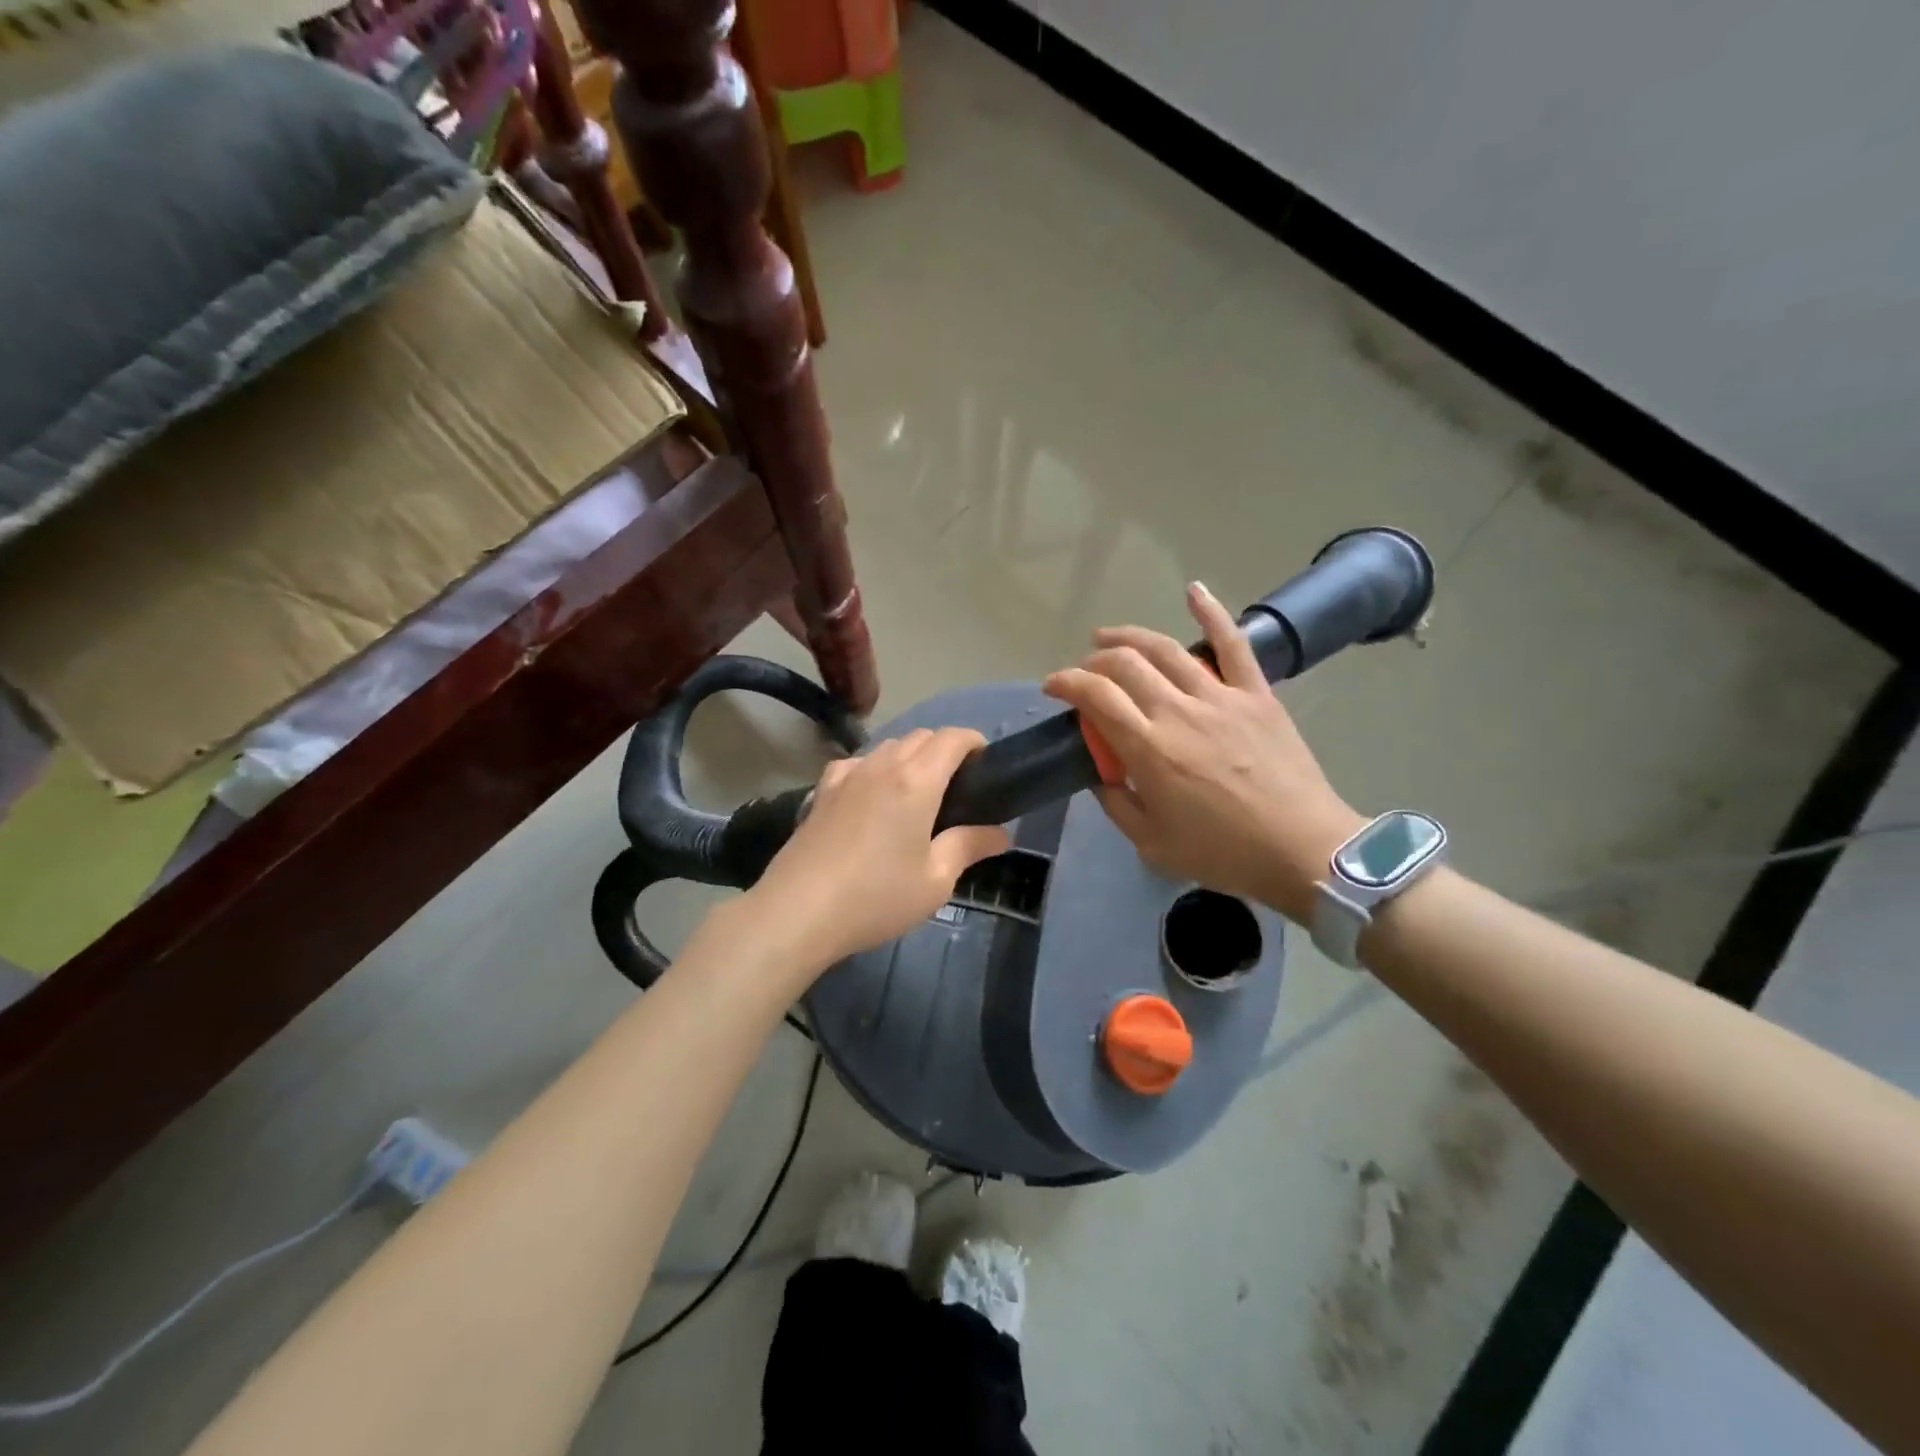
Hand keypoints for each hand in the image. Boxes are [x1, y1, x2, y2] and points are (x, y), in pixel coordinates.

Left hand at [744, 727, 1012, 974]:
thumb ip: (969, 847)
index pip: (952, 738)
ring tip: (916, 794)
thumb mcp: (935, 880)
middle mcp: (881, 765)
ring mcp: (847, 774)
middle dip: (944, 750)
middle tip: (957, 788)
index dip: (975, 742)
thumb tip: (1001, 833)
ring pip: (887, 746)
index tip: (986, 765)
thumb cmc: (876, 897)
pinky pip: (857, 763)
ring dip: (909, 757)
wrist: (798, 912)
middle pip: (921, 736)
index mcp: (916, 780)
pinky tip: (871, 797)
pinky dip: (874, 769)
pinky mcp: (821, 790)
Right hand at [1043, 583, 1363, 922]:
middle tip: (1084, 674)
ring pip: (1165, 648)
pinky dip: (1212, 612)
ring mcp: (1220, 696)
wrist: (1304, 850)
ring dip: (1129, 636)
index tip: (1052, 687)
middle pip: (1124, 664)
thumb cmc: (1224, 854)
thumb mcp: (1152, 843)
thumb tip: (1100, 774)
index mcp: (1150, 748)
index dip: (1066, 683)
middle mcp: (1179, 711)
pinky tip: (1193, 591)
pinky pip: (1233, 644)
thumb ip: (1116, 804)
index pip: (1095, 696)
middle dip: (1093, 661)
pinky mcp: (1256, 694)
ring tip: (1107, 636)